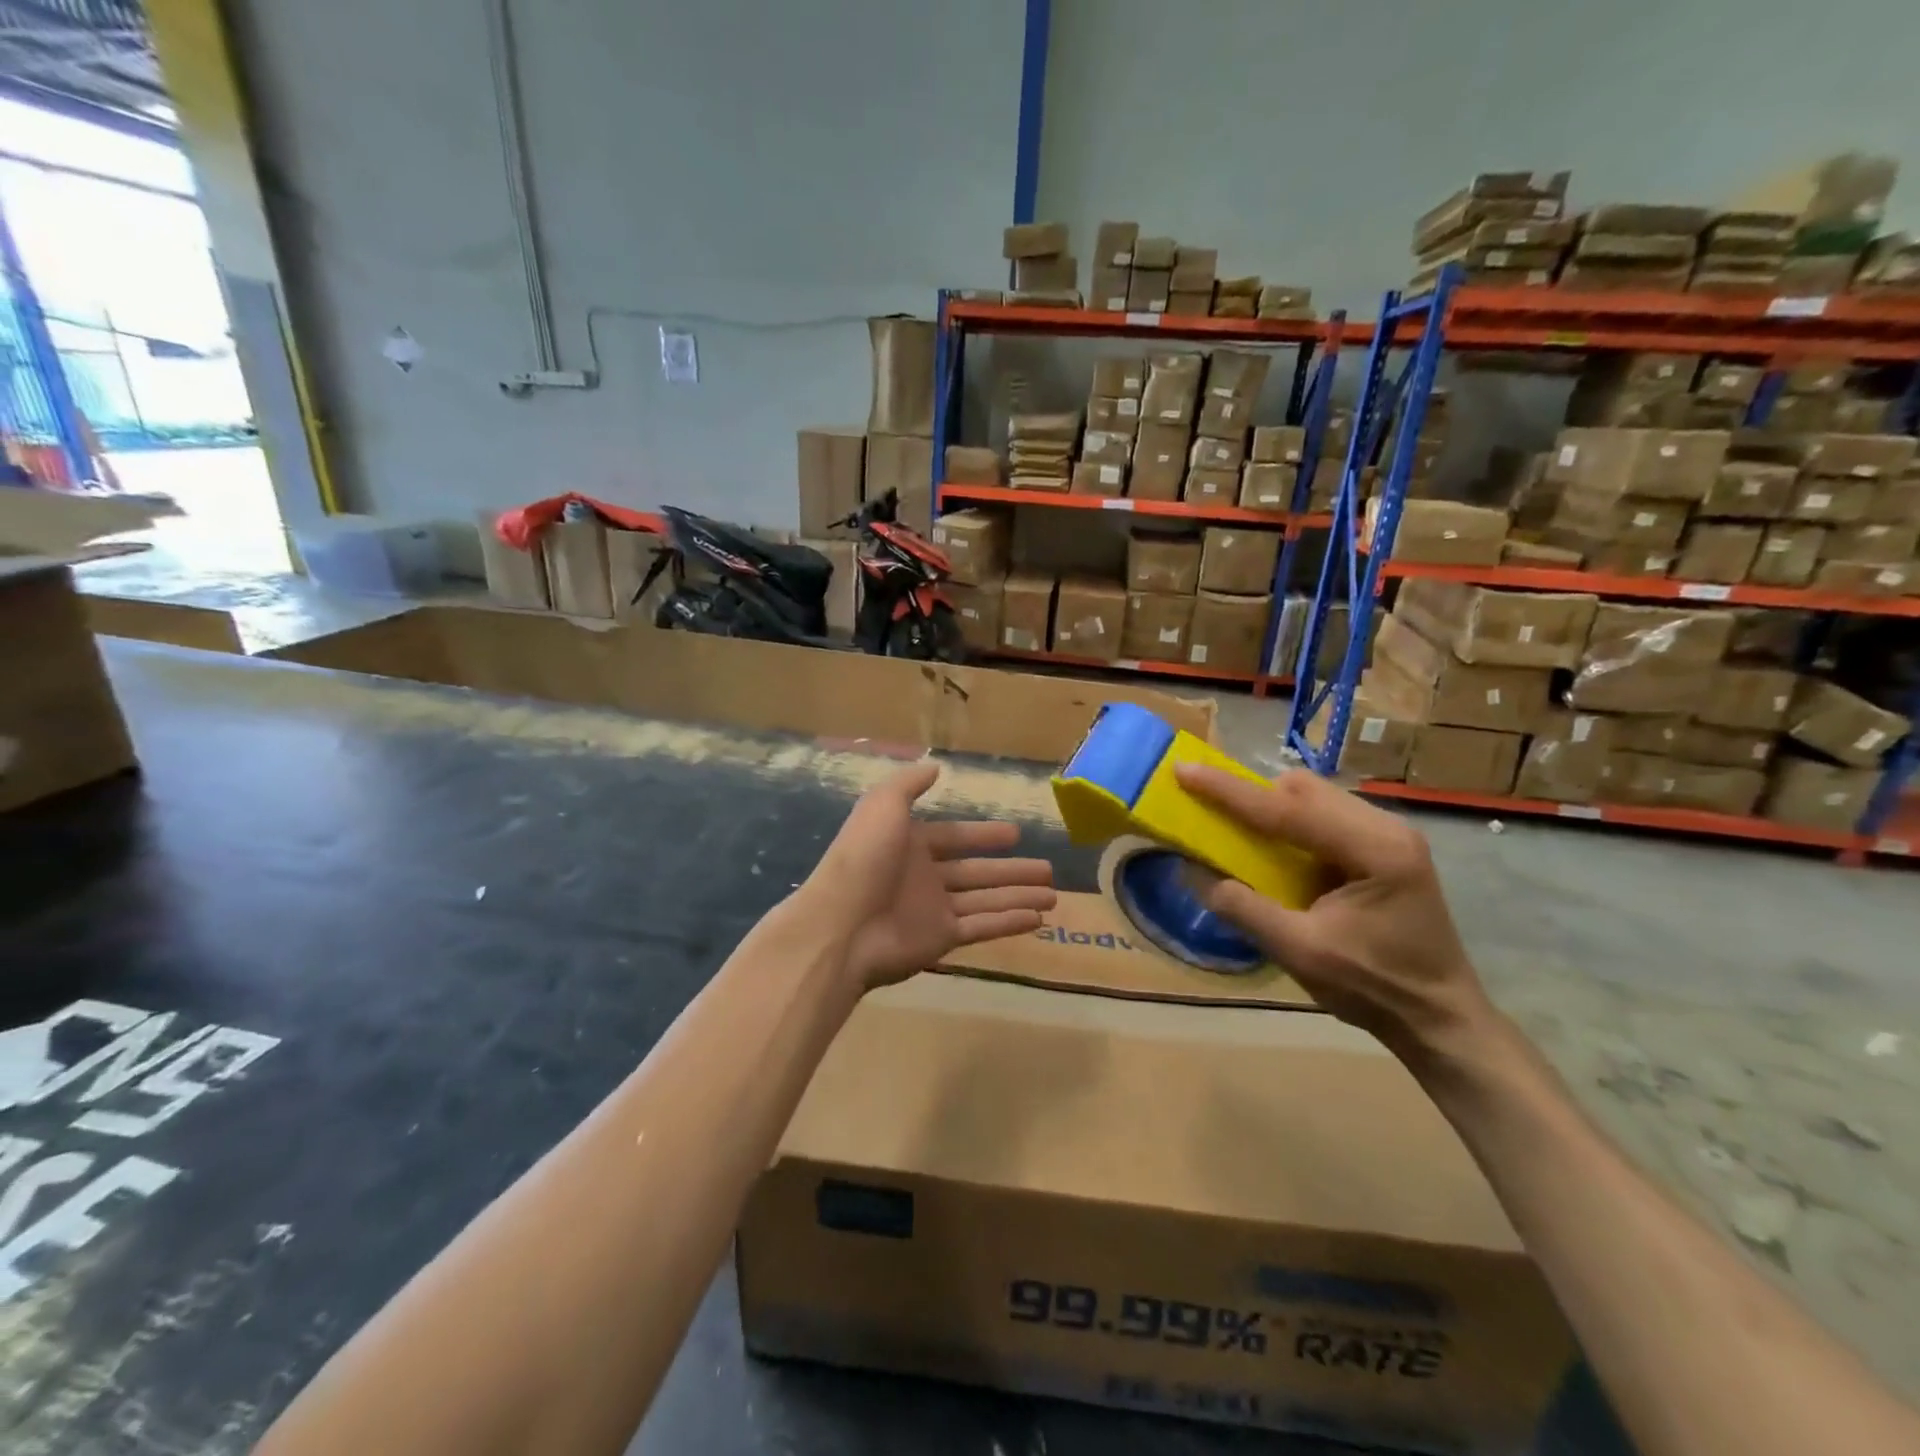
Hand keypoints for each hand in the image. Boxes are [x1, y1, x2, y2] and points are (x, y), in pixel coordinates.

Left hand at [798, 761, 1055, 991]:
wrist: (842, 924)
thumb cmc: (864, 858)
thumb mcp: (882, 805)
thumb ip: (909, 785)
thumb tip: (934, 767)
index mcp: (910, 844)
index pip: (955, 837)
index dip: (985, 836)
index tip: (1016, 835)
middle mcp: (924, 876)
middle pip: (977, 871)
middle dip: (1012, 870)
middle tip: (1048, 869)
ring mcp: (933, 909)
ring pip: (986, 900)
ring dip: (1019, 896)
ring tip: (1054, 896)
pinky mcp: (940, 939)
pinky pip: (982, 927)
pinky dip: (1009, 922)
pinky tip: (1038, 919)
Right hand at [1174, 763, 1491, 1063]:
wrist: (1440, 1018)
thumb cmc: (1374, 988)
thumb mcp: (1300, 954)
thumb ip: (1244, 909)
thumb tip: (1191, 871)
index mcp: (1375, 851)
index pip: (1287, 810)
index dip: (1229, 791)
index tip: (1185, 770)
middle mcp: (1387, 828)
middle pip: (1304, 788)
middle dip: (1252, 793)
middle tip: (1211, 810)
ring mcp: (1390, 834)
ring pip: (1314, 796)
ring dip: (1271, 807)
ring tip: (1238, 830)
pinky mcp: (1385, 847)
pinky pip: (1325, 815)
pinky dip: (1291, 823)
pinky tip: (1278, 850)